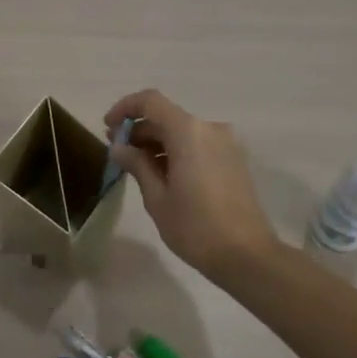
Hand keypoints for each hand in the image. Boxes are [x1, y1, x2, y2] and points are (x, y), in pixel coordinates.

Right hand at [105, 90, 279, 280]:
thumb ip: (137, 165)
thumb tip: (118, 148)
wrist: (247, 256)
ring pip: (182, 131)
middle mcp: (209, 128)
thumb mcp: (157, 198)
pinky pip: (198, 144)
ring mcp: (225, 144)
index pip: (150, 101)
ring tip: (136, 166)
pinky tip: (162, 174)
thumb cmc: (195, 227)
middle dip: (139, 129)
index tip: (108, 127)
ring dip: (157, 141)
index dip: (125, 108)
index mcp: (188, 131)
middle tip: (117, 150)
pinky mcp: (233, 160)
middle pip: (166, 116)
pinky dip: (176, 151)